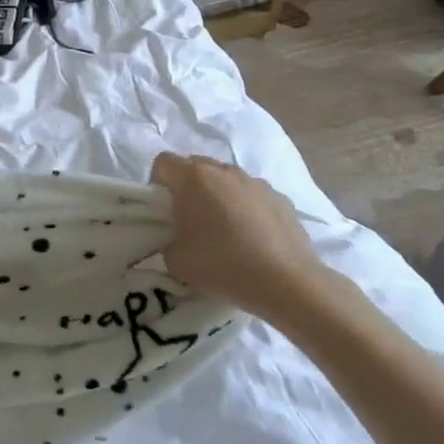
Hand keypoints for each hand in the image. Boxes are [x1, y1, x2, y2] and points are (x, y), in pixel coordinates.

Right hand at [150, 153, 350, 330]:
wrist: (286, 282)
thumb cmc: (222, 265)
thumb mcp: (176, 260)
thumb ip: (168, 241)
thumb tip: (177, 240)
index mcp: (193, 178)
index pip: (163, 162)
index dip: (158, 183)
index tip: (163, 209)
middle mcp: (224, 171)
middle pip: (196, 166)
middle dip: (188, 187)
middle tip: (190, 219)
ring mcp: (256, 182)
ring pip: (227, 179)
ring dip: (219, 196)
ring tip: (225, 230)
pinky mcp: (282, 198)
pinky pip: (253, 195)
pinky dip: (247, 209)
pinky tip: (253, 239)